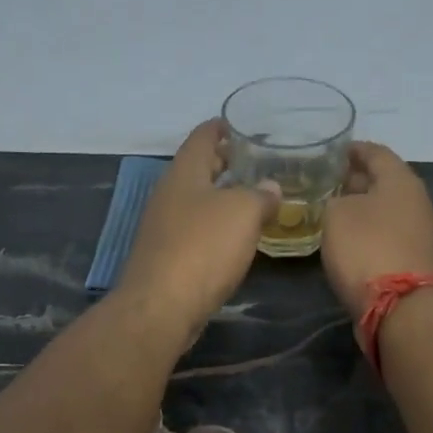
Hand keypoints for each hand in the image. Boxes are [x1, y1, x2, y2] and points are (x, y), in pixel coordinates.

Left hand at [118, 119, 277, 343]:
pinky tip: (237, 237)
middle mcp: (169, 195)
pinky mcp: (167, 257)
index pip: (202, 137)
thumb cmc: (202, 248)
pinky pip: (196, 230)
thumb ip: (261, 196)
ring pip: (197, 201)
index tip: (243, 124)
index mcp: (183, 173)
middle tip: (258, 162)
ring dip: (223, 197)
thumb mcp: (243, 213)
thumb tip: (271, 188)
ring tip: (255, 198)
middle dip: (226, 163)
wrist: (161, 308)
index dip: (222, 127)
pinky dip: (217, 226)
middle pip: (198, 169)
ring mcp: (164, 227)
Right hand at [320, 142, 432, 317]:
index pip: (376, 153)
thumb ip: (335, 201)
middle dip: (357, 180)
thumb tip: (343, 205)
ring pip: (387, 210)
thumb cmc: (366, 248)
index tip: (334, 151)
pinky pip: (389, 235)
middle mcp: (417, 201)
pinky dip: (370, 232)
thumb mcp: (336, 215)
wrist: (401, 307)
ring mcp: (421, 233)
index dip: (354, 150)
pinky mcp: (416, 261)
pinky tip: (350, 240)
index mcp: (401, 180)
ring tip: (335, 211)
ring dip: (364, 209)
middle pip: (385, 182)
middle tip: (329, 182)